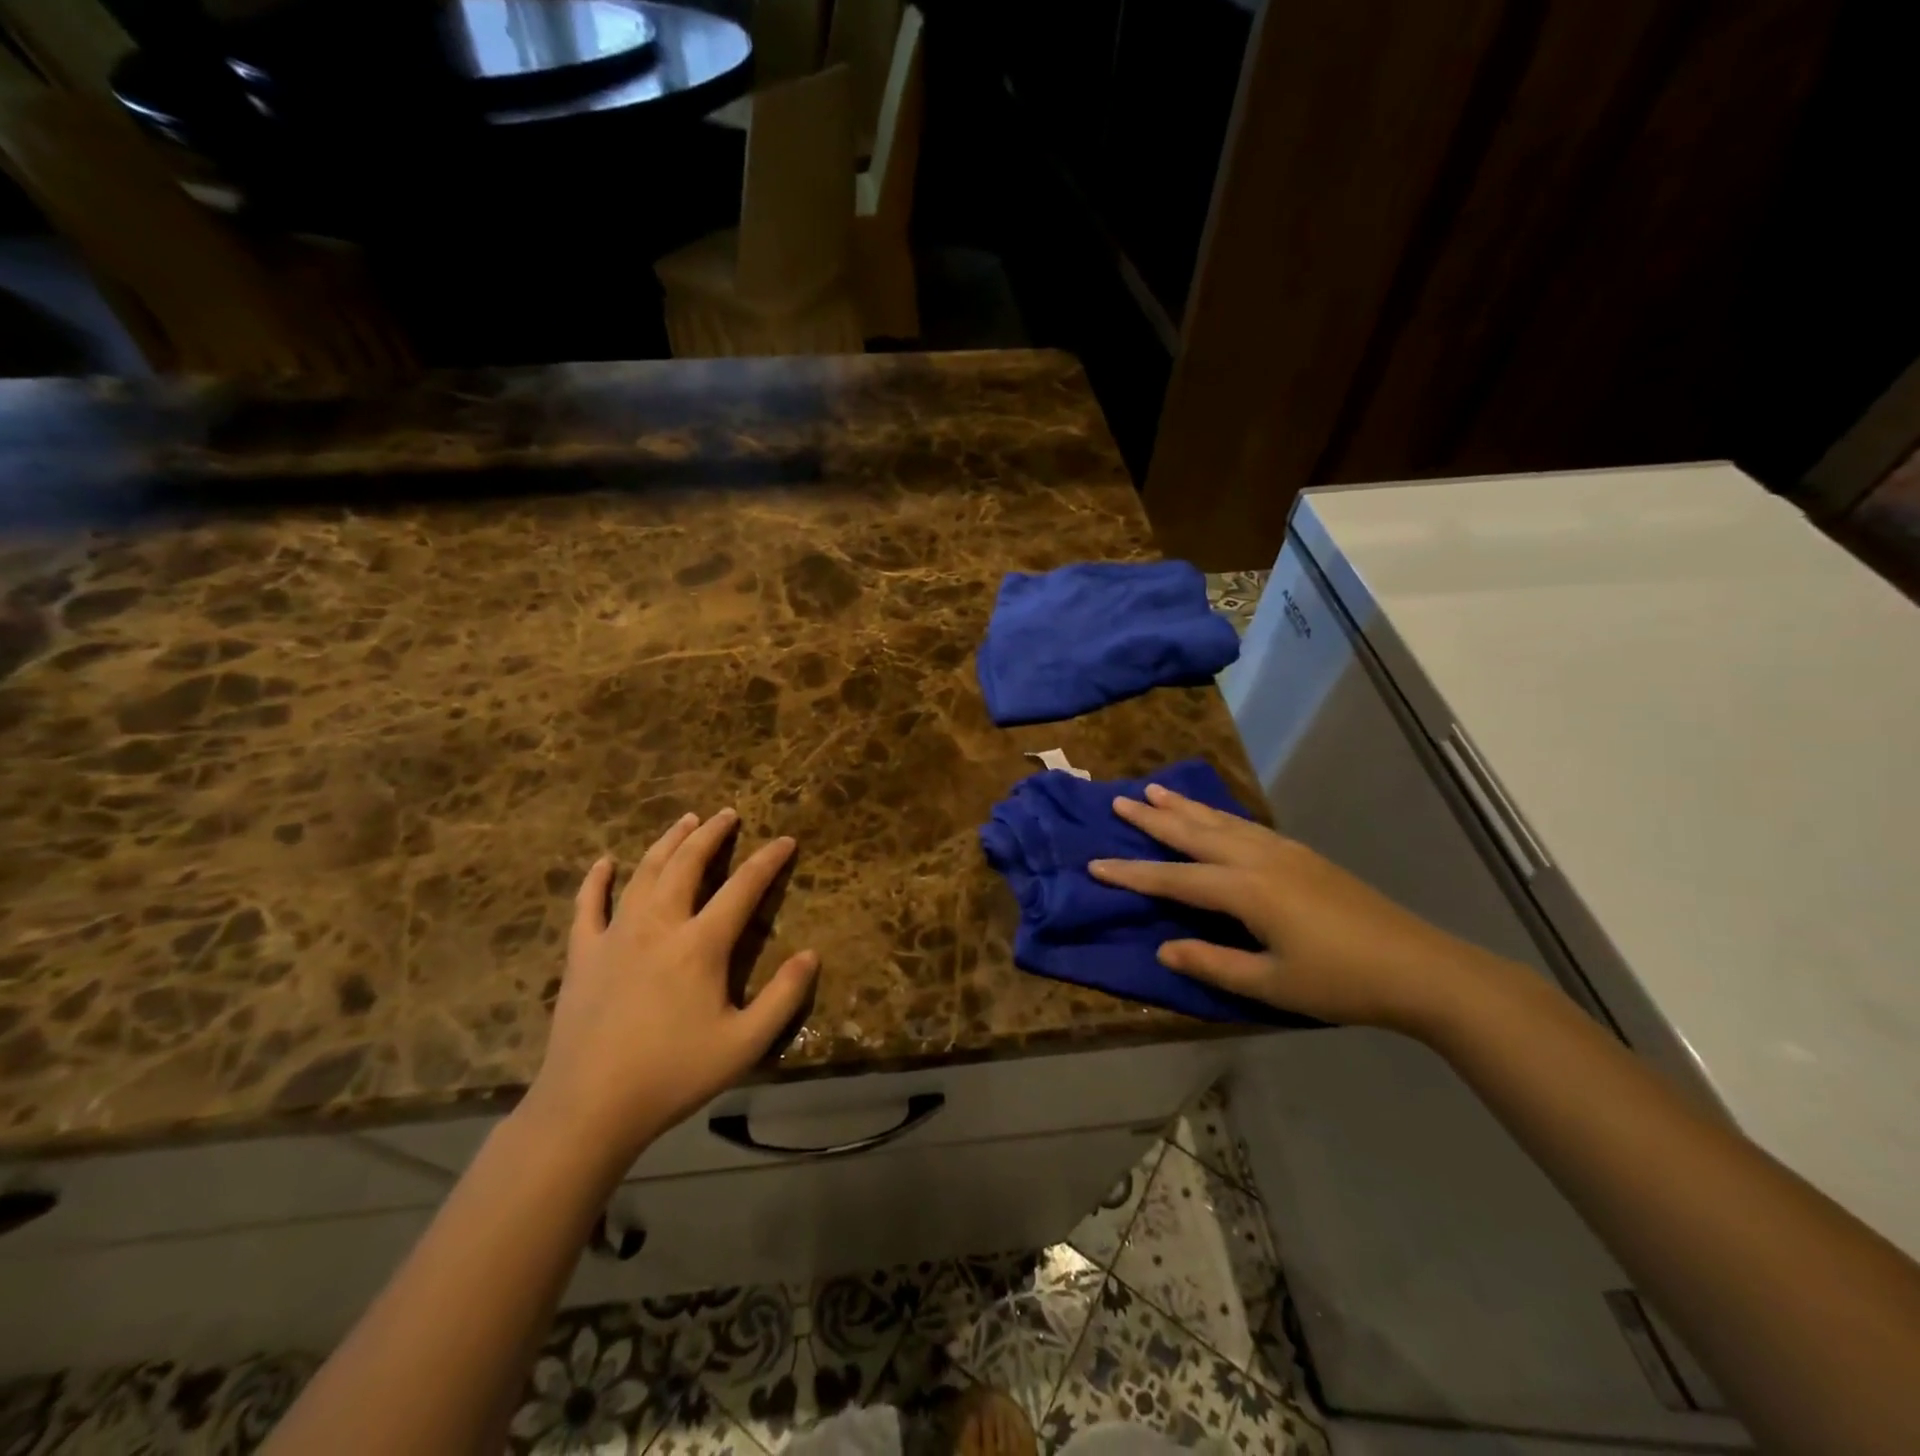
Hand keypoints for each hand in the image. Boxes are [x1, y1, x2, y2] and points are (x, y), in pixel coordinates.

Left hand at [521, 810, 818, 1166]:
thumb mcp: (744, 1044)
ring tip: (685, 821)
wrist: (588, 1108)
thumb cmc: (672, 1075)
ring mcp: (615, 935)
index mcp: (700, 944)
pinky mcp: (583, 953)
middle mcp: (659, 925)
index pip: (743, 887)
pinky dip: (597, 880)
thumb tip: (811, 955)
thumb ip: (784, 997)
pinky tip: (605, 863)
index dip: (768, 860)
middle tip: (727, 814)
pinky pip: (588, 905)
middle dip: (712, 834)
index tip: (786, 840)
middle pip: (688, 864)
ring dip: (668, 842)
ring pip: (644, 872)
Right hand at [1088, 783, 1496, 1033]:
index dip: (1132, 874)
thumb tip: (1162, 948)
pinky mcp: (1302, 854)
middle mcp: (1258, 859)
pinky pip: (1245, 825)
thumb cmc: (1340, 982)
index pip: (1174, 879)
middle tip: (1118, 801)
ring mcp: (1283, 852)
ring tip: (1155, 791)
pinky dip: (1218, 815)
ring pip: (1221, 822)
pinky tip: (1214, 815)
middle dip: (1153, 819)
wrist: (1419, 967)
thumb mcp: (1270, 984)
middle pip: (1194, 833)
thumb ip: (1212, 963)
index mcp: (1245, 890)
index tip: (1093, 864)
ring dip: (1185, 807)